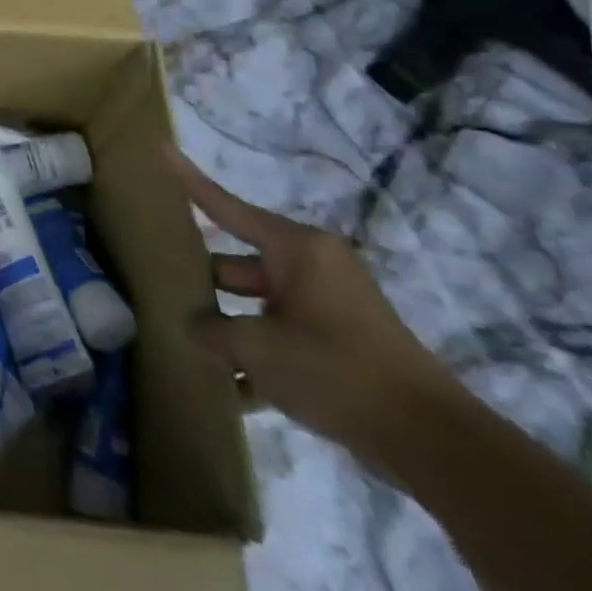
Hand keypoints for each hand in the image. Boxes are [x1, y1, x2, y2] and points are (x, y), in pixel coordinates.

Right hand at [172, 147, 466, 462]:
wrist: (431, 441)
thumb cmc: (335, 369)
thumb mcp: (257, 348)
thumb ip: (211, 331)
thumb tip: (192, 327)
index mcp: (296, 249)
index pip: (226, 207)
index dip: (190, 181)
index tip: (160, 149)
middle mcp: (313, 267)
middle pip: (238, 263)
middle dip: (204, 283)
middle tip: (163, 292)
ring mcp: (329, 305)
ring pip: (258, 304)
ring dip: (229, 327)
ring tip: (189, 347)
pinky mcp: (340, 341)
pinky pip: (283, 334)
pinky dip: (259, 356)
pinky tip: (233, 391)